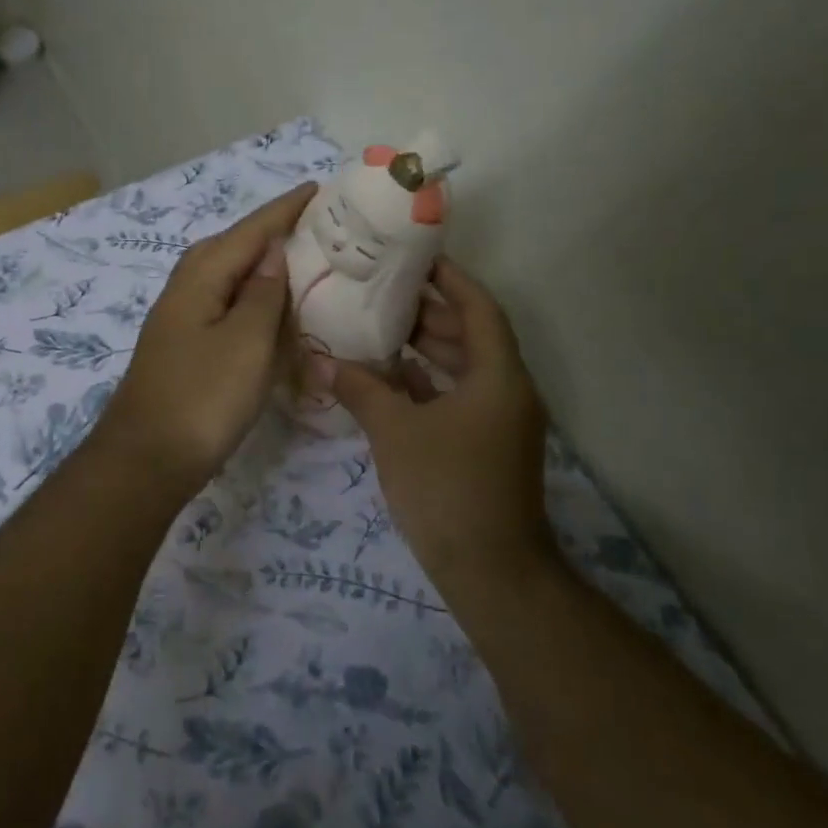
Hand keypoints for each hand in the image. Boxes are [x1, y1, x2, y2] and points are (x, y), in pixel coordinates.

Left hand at [97, 182, 315, 494]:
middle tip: (319, 225)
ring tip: (303, 259)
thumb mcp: (246, 341)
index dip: (286, 210)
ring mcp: (182, 318)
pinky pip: (226, 306)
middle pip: (235, 246)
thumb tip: (273, 249)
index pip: (252, 230)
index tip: (320, 188)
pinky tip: (272, 311)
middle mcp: (187, 287)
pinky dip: (253, 299)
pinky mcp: (186, 346)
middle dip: (274, 231)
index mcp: (202, 275)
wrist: (148, 459)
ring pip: (229, 276)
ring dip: (263, 265)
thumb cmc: (203, 397)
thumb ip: (263, 292)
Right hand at [317, 258, 550, 580]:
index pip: (479, 308)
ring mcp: (498, 421)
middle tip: (384, 290)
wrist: (489, 570)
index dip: (451, 279)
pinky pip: (457, 398)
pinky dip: (427, 383)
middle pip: (472, 335)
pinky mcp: (485, 445)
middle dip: (431, 311)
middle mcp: (506, 390)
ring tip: (380, 325)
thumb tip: (320, 359)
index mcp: (498, 376)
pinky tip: (390, 377)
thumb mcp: (396, 432)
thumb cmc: (446, 488)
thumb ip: (360, 390)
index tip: (417, 258)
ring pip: (463, 368)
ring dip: (427, 347)